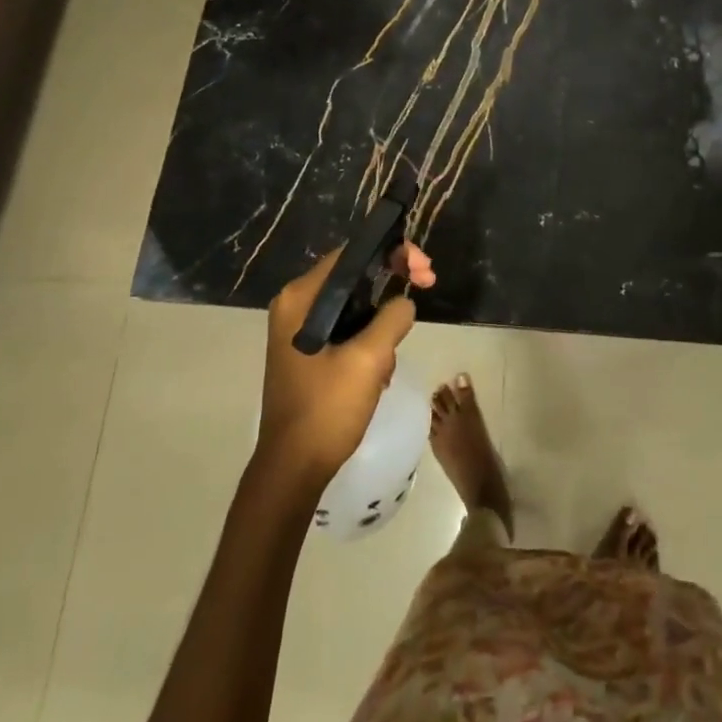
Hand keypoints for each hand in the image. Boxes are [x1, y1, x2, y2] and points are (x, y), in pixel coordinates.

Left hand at [256, 244, 434, 488]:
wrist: (293, 469)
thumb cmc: (327, 409)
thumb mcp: (369, 359)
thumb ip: (392, 318)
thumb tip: (404, 302)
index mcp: (301, 298)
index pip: (351, 254)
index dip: (392, 252)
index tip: (424, 269)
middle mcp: (295, 306)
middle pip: (354, 275)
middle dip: (392, 281)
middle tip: (427, 285)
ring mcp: (299, 330)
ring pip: (354, 303)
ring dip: (382, 319)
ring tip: (393, 354)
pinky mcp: (308, 352)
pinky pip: (347, 328)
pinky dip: (369, 338)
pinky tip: (380, 369)